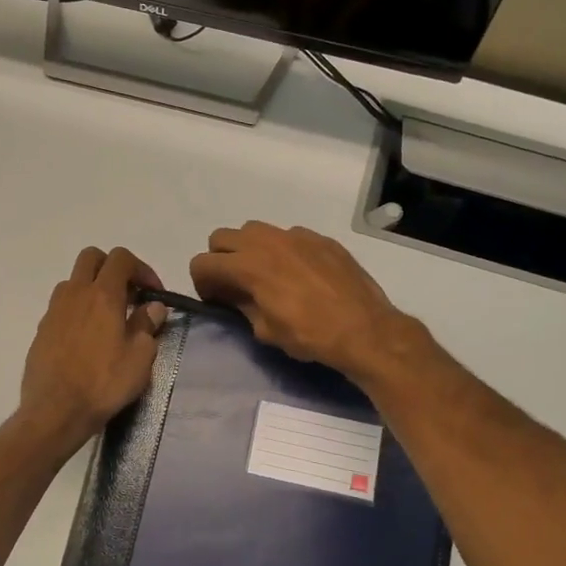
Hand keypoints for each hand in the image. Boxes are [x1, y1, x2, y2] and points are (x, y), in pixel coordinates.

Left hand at [17, 247, 167, 457]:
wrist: (55, 411)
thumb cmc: (103, 383)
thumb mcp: (139, 358)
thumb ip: (147, 325)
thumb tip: (153, 307)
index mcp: (102, 295)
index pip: (121, 258)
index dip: (142, 269)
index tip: (154, 294)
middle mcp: (75, 294)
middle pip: (92, 257)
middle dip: (113, 268)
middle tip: (129, 295)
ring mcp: (54, 310)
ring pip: (74, 281)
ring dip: (93, 288)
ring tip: (108, 318)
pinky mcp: (42, 329)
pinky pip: (62, 306)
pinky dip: (78, 310)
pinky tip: (88, 339)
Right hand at [189, 222, 423, 384]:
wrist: (365, 330)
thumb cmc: (310, 336)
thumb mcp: (265, 330)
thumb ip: (242, 306)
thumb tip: (233, 297)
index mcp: (248, 266)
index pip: (202, 263)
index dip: (201, 283)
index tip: (214, 299)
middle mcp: (268, 241)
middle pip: (222, 237)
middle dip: (220, 259)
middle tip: (233, 284)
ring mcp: (296, 236)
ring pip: (255, 230)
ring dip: (249, 249)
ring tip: (265, 274)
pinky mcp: (321, 239)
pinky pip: (289, 236)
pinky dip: (283, 250)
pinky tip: (299, 274)